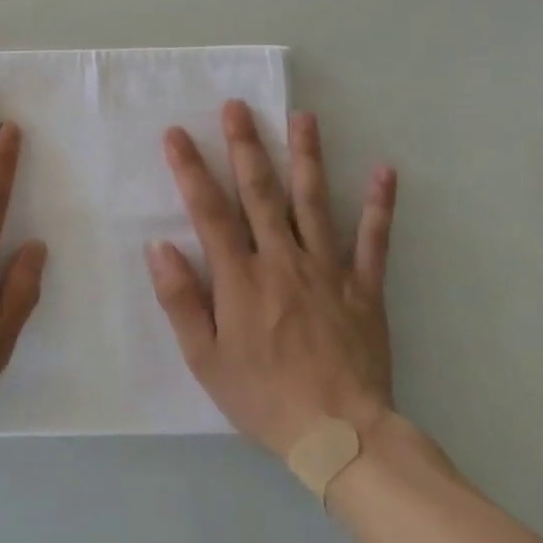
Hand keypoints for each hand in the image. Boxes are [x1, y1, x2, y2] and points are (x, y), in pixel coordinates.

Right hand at [145, 100, 397, 458]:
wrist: (340, 436)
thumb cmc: (262, 396)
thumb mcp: (203, 357)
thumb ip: (180, 299)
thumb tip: (159, 246)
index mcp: (240, 277)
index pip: (209, 211)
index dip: (190, 170)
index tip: (176, 134)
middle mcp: (282, 260)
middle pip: (261, 193)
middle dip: (246, 146)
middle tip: (238, 106)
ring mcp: (327, 270)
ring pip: (314, 203)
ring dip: (307, 157)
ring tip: (302, 117)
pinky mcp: (363, 288)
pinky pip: (373, 241)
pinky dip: (379, 205)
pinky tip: (384, 170)